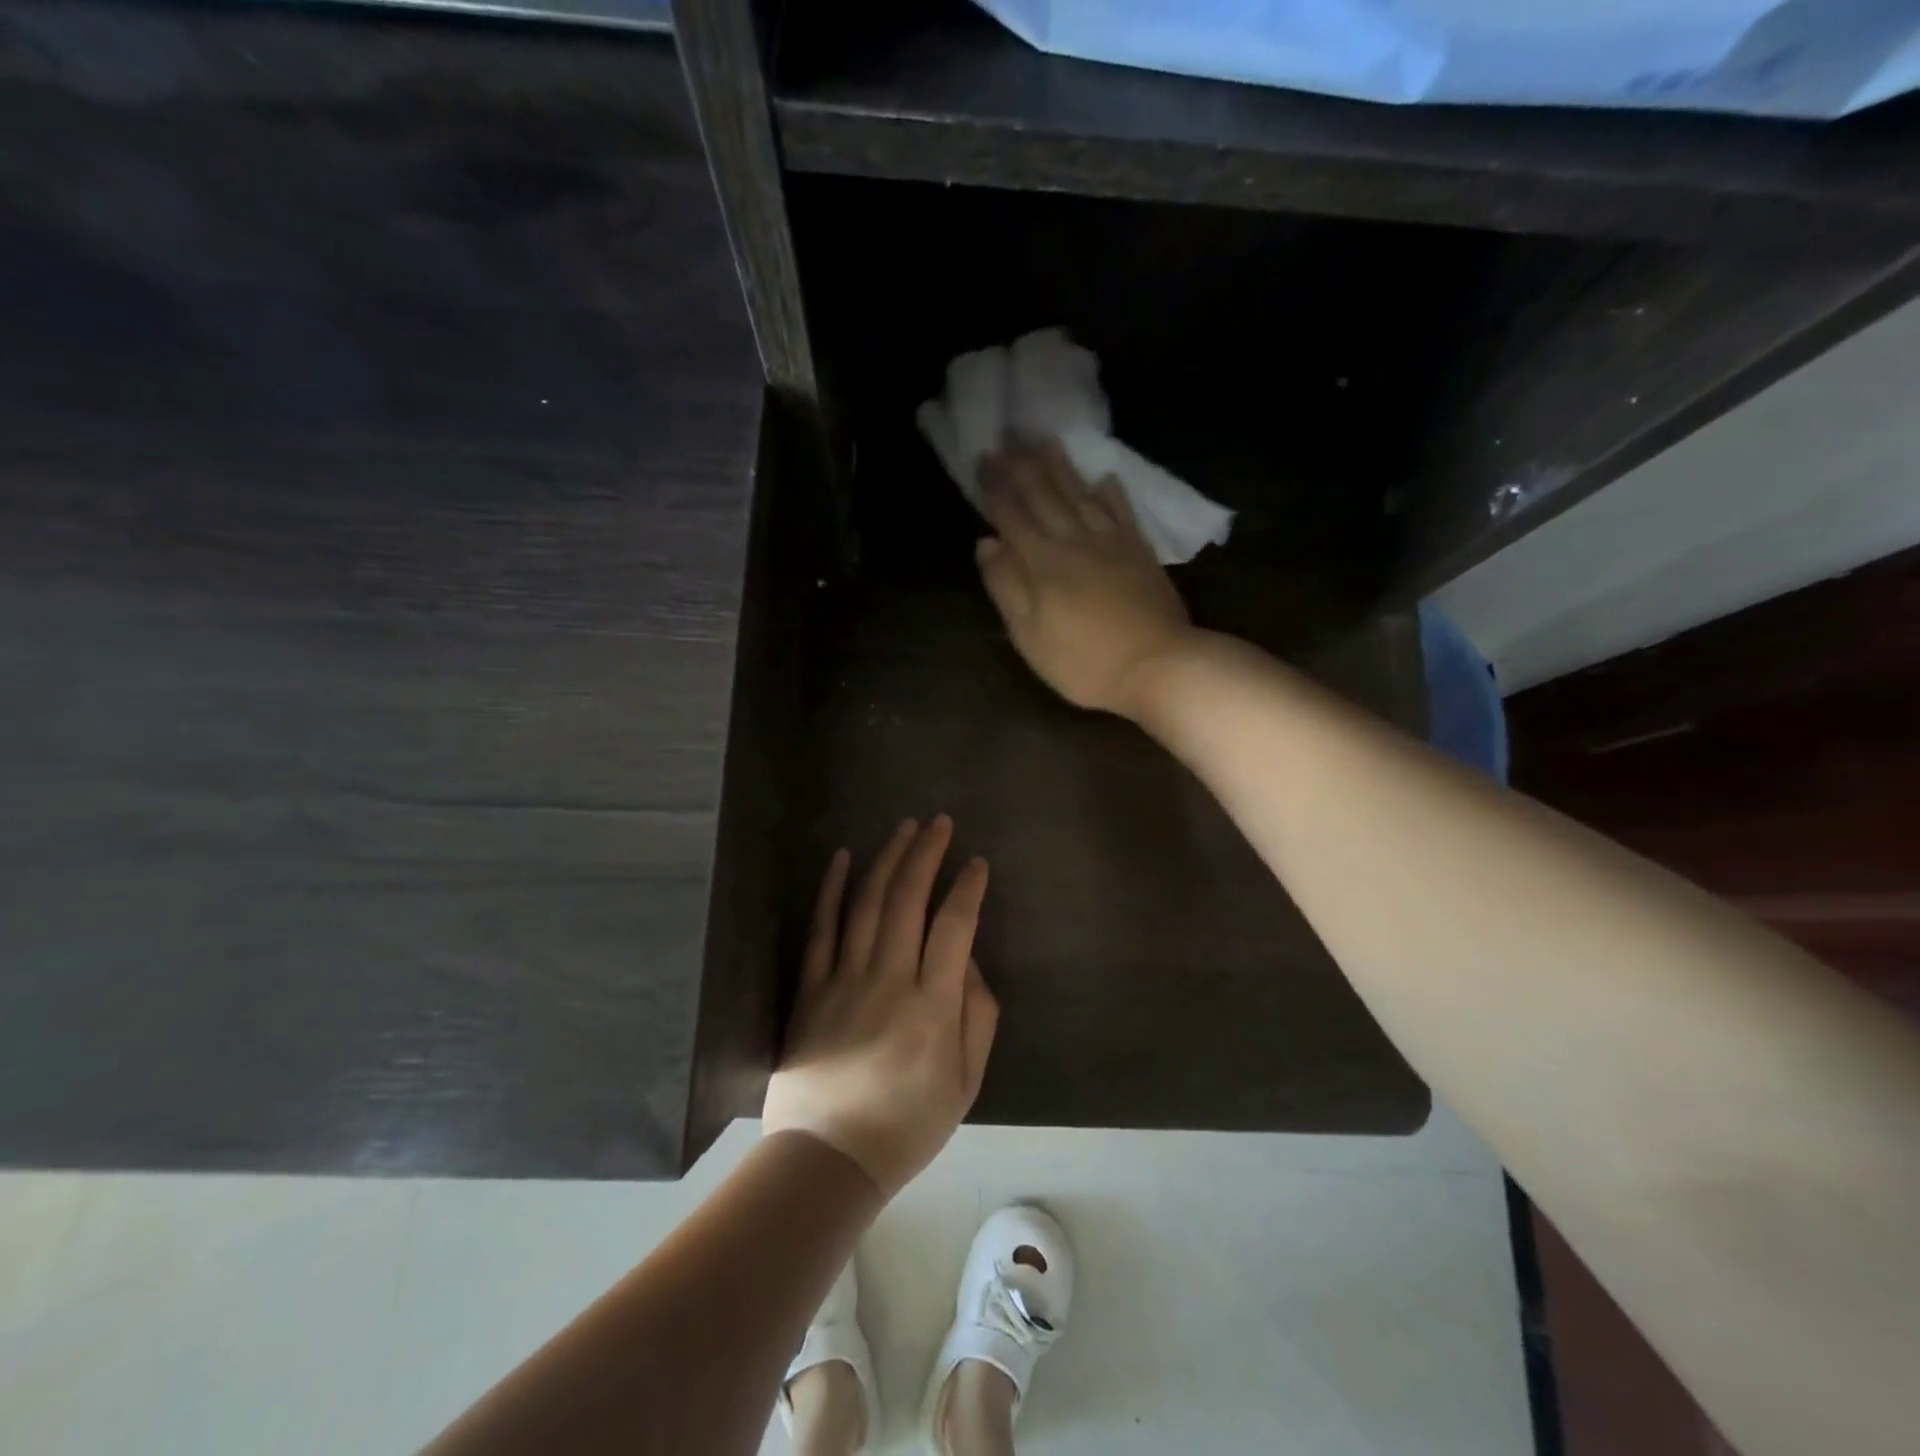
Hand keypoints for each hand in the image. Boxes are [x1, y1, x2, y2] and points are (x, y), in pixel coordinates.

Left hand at [763, 817, 999, 1201]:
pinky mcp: (810, 988)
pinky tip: (842, 857)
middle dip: (926, 854)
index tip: (978, 862)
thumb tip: (968, 960)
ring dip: (888, 859)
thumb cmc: (907, 1124)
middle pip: (908, 901)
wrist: (828, 1158)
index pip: (954, 928)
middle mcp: (888, 981)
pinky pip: (821, 929)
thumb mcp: (965, 1081)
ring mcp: (843, 980)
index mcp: (932, 1006)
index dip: (968, 889)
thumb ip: (978, 1016)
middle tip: (939, 822)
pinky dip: (831, 889)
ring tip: (904, 827)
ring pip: (868, 904)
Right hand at [975, 438, 1193, 718]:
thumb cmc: (1082, 661)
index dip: (995, 486)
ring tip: (1045, 438)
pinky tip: (1105, 476)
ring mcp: (1111, 543)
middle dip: (1023, 463)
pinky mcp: (1140, 552)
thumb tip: (986, 543)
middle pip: (1045, 494)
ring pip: (1081, 494)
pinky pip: (1122, 512)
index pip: (1011, 515)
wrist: (1157, 666)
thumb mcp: (1029, 635)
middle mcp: (1074, 541)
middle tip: (1009, 433)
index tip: (982, 458)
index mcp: (1042, 562)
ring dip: (1061, 465)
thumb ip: (1006, 587)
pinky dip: (1112, 493)